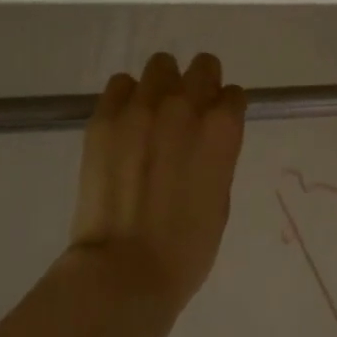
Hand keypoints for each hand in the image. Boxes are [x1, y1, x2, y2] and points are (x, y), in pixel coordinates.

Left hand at [65, 52, 246, 336]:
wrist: (126, 270)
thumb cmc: (188, 248)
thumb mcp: (220, 199)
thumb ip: (216, 158)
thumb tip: (203, 142)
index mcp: (223, 131)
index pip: (233, 94)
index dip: (226, 110)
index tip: (217, 127)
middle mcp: (185, 108)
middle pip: (201, 67)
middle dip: (200, 86)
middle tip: (188, 116)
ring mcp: (141, 109)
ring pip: (159, 67)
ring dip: (163, 87)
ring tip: (152, 118)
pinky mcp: (104, 119)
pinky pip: (120, 85)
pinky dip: (127, 98)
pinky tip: (126, 127)